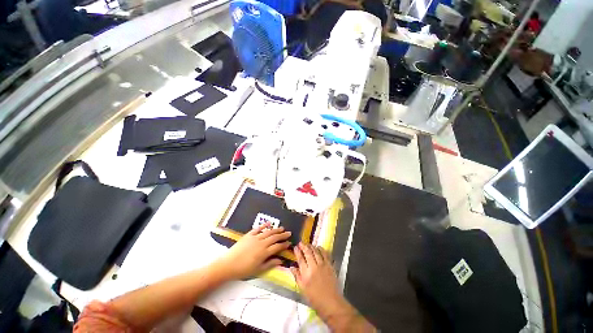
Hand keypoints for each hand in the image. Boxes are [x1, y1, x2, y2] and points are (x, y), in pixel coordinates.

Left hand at [217, 223, 290, 279]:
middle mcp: (261, 243)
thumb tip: (280, 260)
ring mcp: (255, 237)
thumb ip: (270, 264)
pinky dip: (264, 225)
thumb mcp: (258, 270)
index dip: (284, 244)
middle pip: (274, 237)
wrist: (228, 265)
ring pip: (268, 232)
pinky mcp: (249, 235)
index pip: (277, 246)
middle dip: (282, 235)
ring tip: (282, 228)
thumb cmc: (243, 270)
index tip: (289, 243)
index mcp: (264, 252)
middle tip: (289, 233)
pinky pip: (258, 228)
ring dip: (276, 229)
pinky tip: (269, 223)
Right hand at [290, 243, 343, 313]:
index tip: (295, 247)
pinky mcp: (330, 265)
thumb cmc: (314, 298)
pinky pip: (325, 254)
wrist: (331, 302)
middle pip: (308, 252)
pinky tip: (319, 247)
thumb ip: (297, 276)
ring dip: (312, 246)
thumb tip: (292, 267)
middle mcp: (314, 267)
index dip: (297, 252)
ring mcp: (323, 265)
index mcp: (306, 274)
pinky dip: (321, 249)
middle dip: (304, 246)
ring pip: (316, 251)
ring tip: (308, 244)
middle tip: (301, 243)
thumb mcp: (303, 289)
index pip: (300, 259)